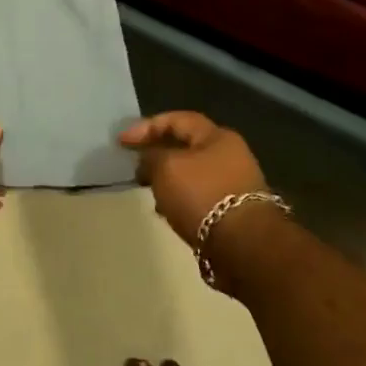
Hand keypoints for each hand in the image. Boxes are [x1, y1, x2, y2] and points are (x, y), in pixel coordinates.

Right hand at [120, 111, 268, 246]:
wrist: (243, 246)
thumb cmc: (202, 195)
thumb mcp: (166, 167)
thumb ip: (151, 156)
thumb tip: (149, 159)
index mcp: (217, 137)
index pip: (177, 119)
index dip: (146, 126)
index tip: (121, 142)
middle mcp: (230, 156)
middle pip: (186, 147)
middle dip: (157, 155)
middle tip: (135, 166)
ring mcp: (234, 185)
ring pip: (191, 174)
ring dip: (168, 180)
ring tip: (148, 190)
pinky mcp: (232, 213)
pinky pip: (198, 197)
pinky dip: (180, 200)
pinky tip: (167, 211)